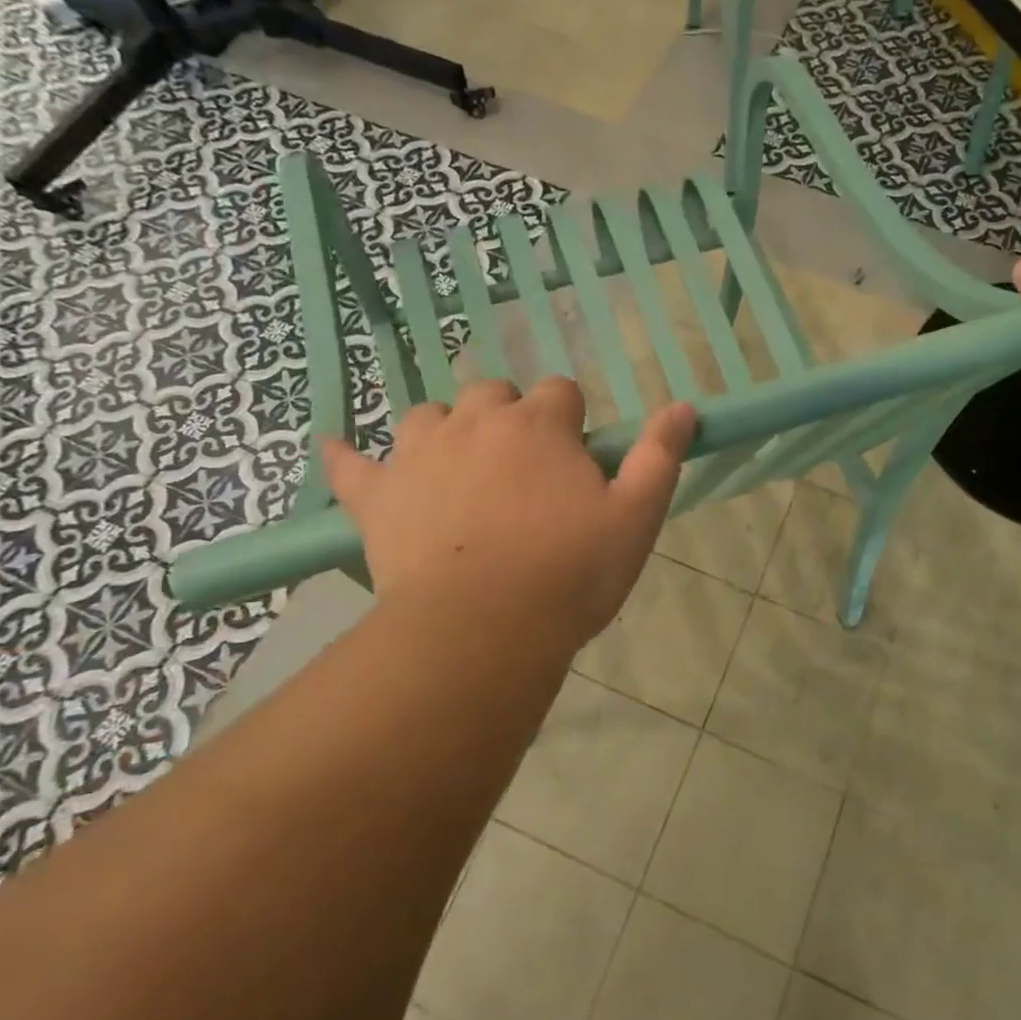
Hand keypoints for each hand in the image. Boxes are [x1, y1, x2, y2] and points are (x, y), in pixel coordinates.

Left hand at [320, 379, 696, 657]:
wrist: (482, 627)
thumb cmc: (569, 572)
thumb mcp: (635, 517)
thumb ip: (659, 456)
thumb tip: (685, 406)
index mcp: (539, 425)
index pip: (560, 392)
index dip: (570, 421)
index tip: (575, 461)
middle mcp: (476, 422)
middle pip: (492, 394)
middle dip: (508, 418)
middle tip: (520, 472)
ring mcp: (420, 454)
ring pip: (428, 416)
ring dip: (444, 432)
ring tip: (456, 470)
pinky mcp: (377, 496)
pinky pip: (351, 465)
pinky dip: (345, 458)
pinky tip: (335, 450)